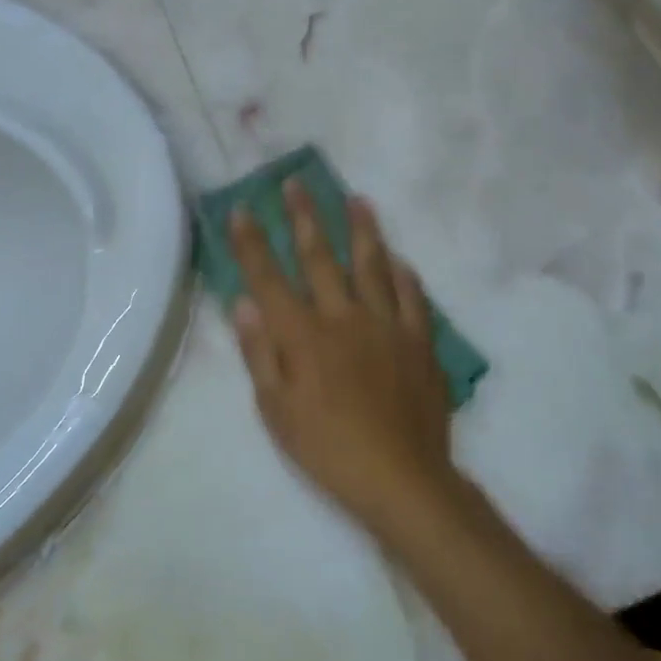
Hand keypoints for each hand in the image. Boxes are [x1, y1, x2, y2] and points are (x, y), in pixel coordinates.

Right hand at [228, 181, 455, 535]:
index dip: (252, 242)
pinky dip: (402, 273)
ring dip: (361, 229)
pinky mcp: (419, 341)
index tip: (242, 209)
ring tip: (356, 199)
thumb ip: (259, 352)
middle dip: (304, 216)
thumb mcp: (276, 411)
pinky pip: (411, 296)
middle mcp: (342, 317)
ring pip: (371, 264)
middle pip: (319, 257)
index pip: (269, 278)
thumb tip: (243, 302)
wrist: (400, 478)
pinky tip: (397, 258)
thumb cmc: (327, 448)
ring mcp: (385, 325)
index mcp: (302, 335)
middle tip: (296, 182)